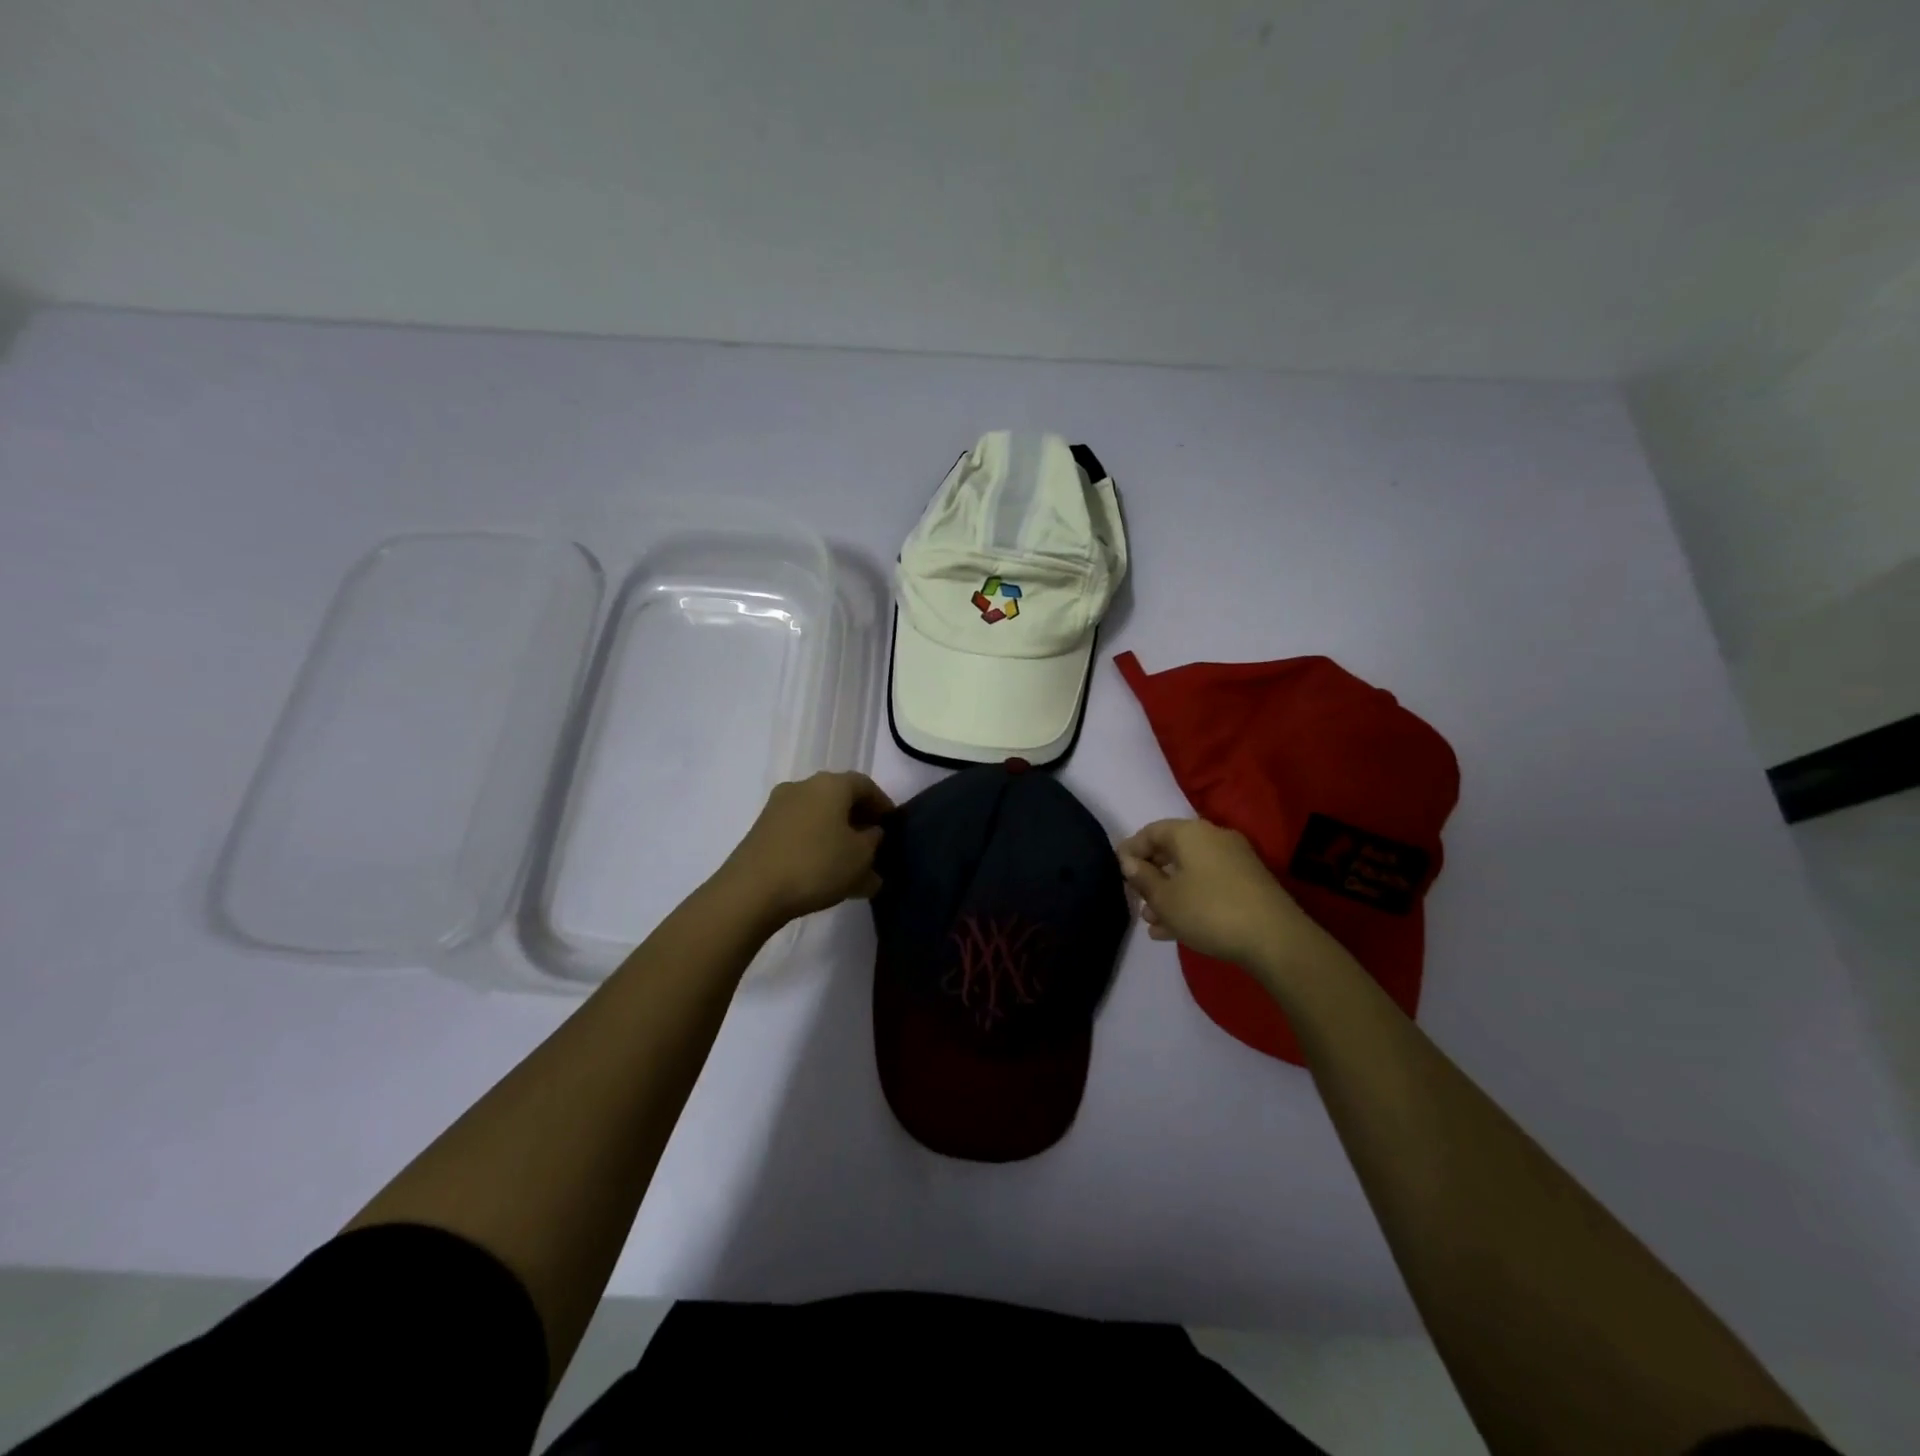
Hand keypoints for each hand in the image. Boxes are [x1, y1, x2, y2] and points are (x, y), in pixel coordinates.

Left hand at [715, 771, 895, 925]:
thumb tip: (871, 833)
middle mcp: (803, 786)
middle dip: (859, 821)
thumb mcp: (861, 857)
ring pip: (819, 816)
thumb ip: (874, 841)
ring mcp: (778, 807)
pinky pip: (800, 831)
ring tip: (849, 865)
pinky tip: (823, 872)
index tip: (892, 827)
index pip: (866, 785)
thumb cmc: (816, 865)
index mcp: (831, 785)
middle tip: (873, 846)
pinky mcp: (762, 830)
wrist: (751, 891)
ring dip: (836, 835)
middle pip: (840, 798)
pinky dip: (816, 844)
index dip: (883, 804)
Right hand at [1116, 818, 1338, 981]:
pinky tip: (1173, 930)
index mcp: (1190, 833)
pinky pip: (1208, 886)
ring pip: (1190, 872)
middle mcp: (1214, 839)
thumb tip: (1129, 862)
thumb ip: (1143, 877)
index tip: (1117, 871)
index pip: (1151, 831)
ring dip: (1168, 893)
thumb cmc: (1209, 910)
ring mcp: (1235, 862)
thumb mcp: (1165, 898)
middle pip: (1172, 851)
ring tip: (1151, 920)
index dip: (1131, 850)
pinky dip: (1190, 901)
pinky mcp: (1248, 885)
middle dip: (1150, 875)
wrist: (1275, 939)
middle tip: (1135, 897)